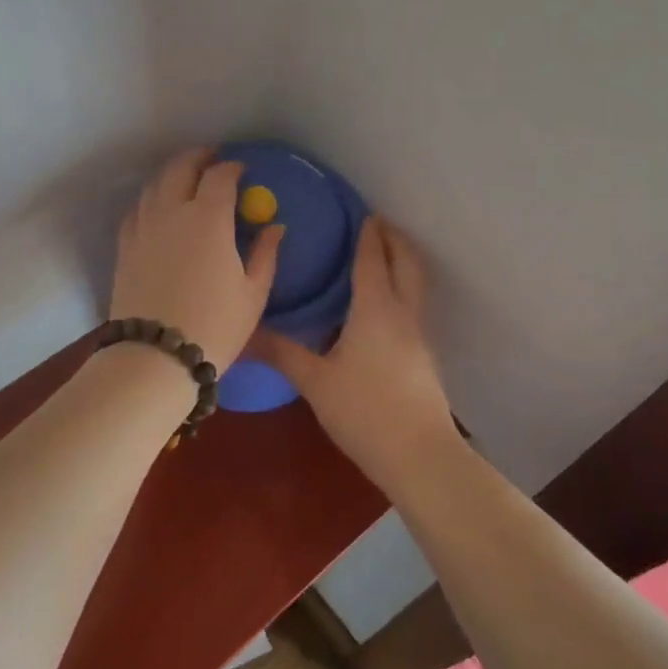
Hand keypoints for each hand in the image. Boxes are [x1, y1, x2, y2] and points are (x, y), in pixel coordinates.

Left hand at [111, 148, 284, 367]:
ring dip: (172, 174)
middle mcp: (172, 213)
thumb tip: (276, 227)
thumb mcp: (253, 294)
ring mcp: (144, 228)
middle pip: (181, 168)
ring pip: (155, 185)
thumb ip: (266, 254)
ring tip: (185, 178)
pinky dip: (150, 200)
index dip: (232, 168)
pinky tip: (157, 208)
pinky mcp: (125, 247)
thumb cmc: (215, 326)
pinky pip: (136, 210)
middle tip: (211, 158)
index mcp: (209, 219)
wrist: (156, 357)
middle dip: (198, 157)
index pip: (220, 177)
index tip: (242, 170)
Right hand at [253, 217, 457, 490]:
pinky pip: (414, 307)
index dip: (368, 234)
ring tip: (381, 256)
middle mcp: (402, 313)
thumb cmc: (365, 410)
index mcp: (375, 308)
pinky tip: (382, 308)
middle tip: (377, 224)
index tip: (363, 213)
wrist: (420, 455)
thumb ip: (281, 352)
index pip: (372, 259)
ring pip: (415, 284)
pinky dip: (403, 289)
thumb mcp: (315, 381)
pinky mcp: (424, 356)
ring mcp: (418, 335)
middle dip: (394, 239)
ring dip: (402, 262)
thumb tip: (244, 332)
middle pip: (406, 262)